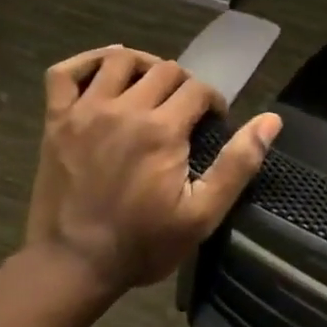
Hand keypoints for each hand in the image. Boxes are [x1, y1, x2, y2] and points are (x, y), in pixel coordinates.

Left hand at [24, 45, 280, 299]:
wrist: (71, 266)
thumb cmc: (143, 244)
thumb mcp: (203, 214)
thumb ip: (238, 164)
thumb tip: (271, 120)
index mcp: (162, 130)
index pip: (199, 89)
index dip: (214, 103)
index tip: (213, 125)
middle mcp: (124, 109)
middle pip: (164, 69)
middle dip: (184, 84)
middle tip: (185, 112)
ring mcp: (85, 112)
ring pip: (119, 60)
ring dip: (144, 65)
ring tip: (152, 86)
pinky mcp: (56, 121)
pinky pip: (65, 72)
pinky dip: (85, 62)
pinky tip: (103, 70)